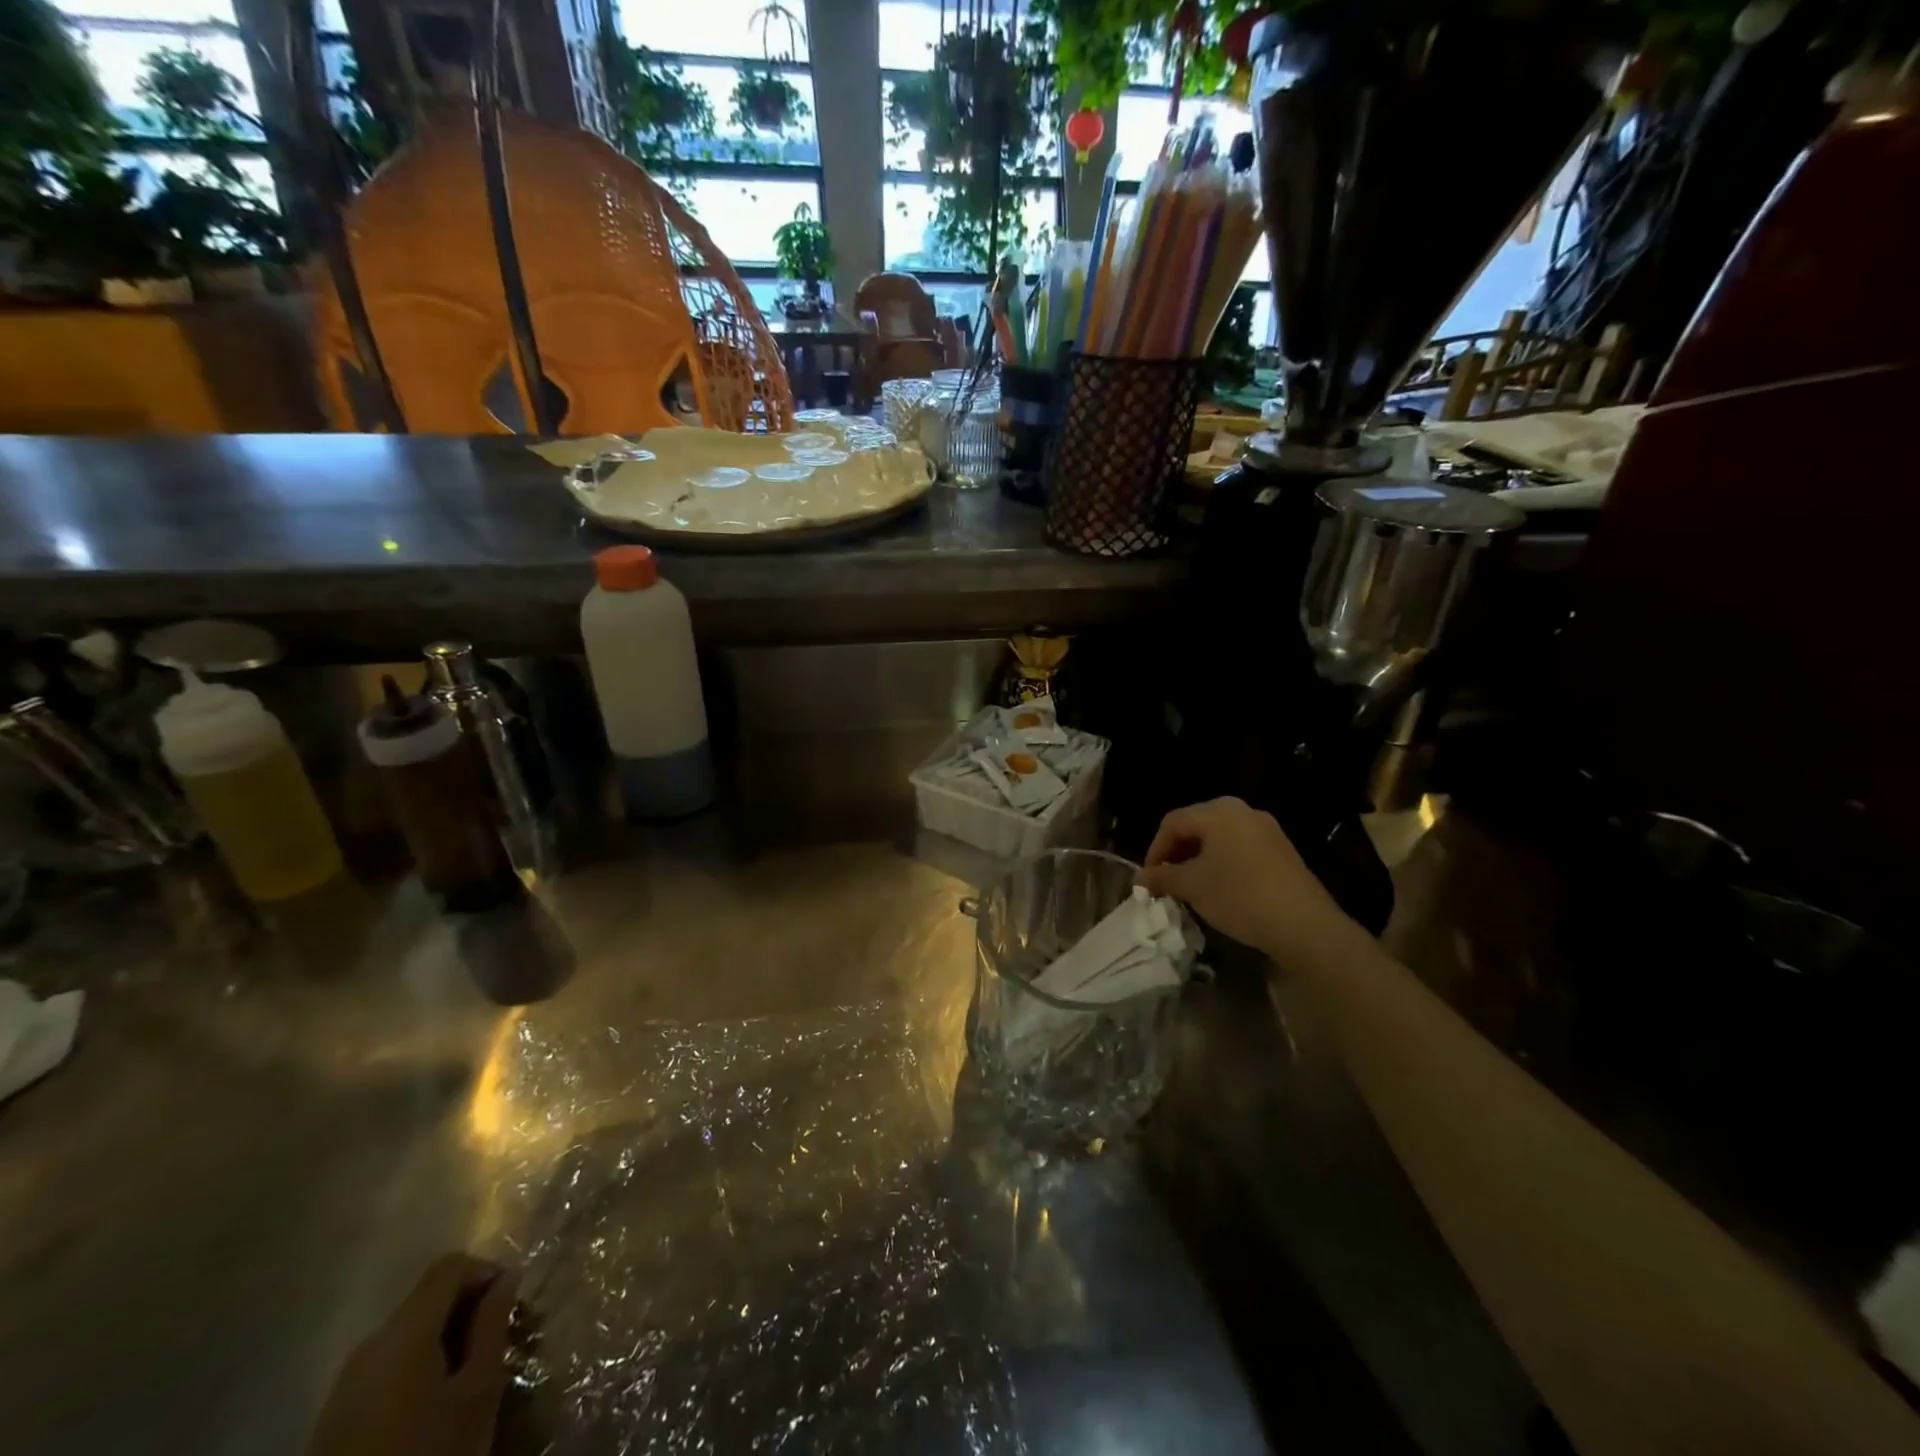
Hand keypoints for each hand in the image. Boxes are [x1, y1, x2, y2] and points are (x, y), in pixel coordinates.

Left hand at [308, 1253, 516, 1455]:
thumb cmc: (429, 1452)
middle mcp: (368, 1345)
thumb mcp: (477, 1391)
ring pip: (407, 1332)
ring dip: (443, 1337)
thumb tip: (506, 1278)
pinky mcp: (334, 1414)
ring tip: (468, 1370)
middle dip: (467, 1308)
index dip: (486, 1270)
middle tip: (497, 1337)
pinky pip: (386, 1364)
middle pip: (427, 1299)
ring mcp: (344, 1382)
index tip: (510, 1300)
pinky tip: (433, 1399)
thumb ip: (492, 1325)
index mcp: (402, 1333)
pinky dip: (417, 1364)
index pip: (449, 1266)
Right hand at [1138, 797, 1361, 967]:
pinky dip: (1222, 864)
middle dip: (1176, 854)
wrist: (1304, 925)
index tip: (1148, 880)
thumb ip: (1162, 877)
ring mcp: (1266, 829)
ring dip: (1198, 860)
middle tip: (1166, 882)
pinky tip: (1220, 889)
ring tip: (1190, 888)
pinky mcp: (1281, 850)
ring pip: (1219, 839)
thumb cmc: (1239, 896)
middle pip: (1196, 827)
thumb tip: (1140, 878)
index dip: (1154, 850)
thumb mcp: (1192, 887)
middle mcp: (1243, 811)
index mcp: (1218, 811)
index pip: (1172, 823)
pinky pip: (1240, 849)